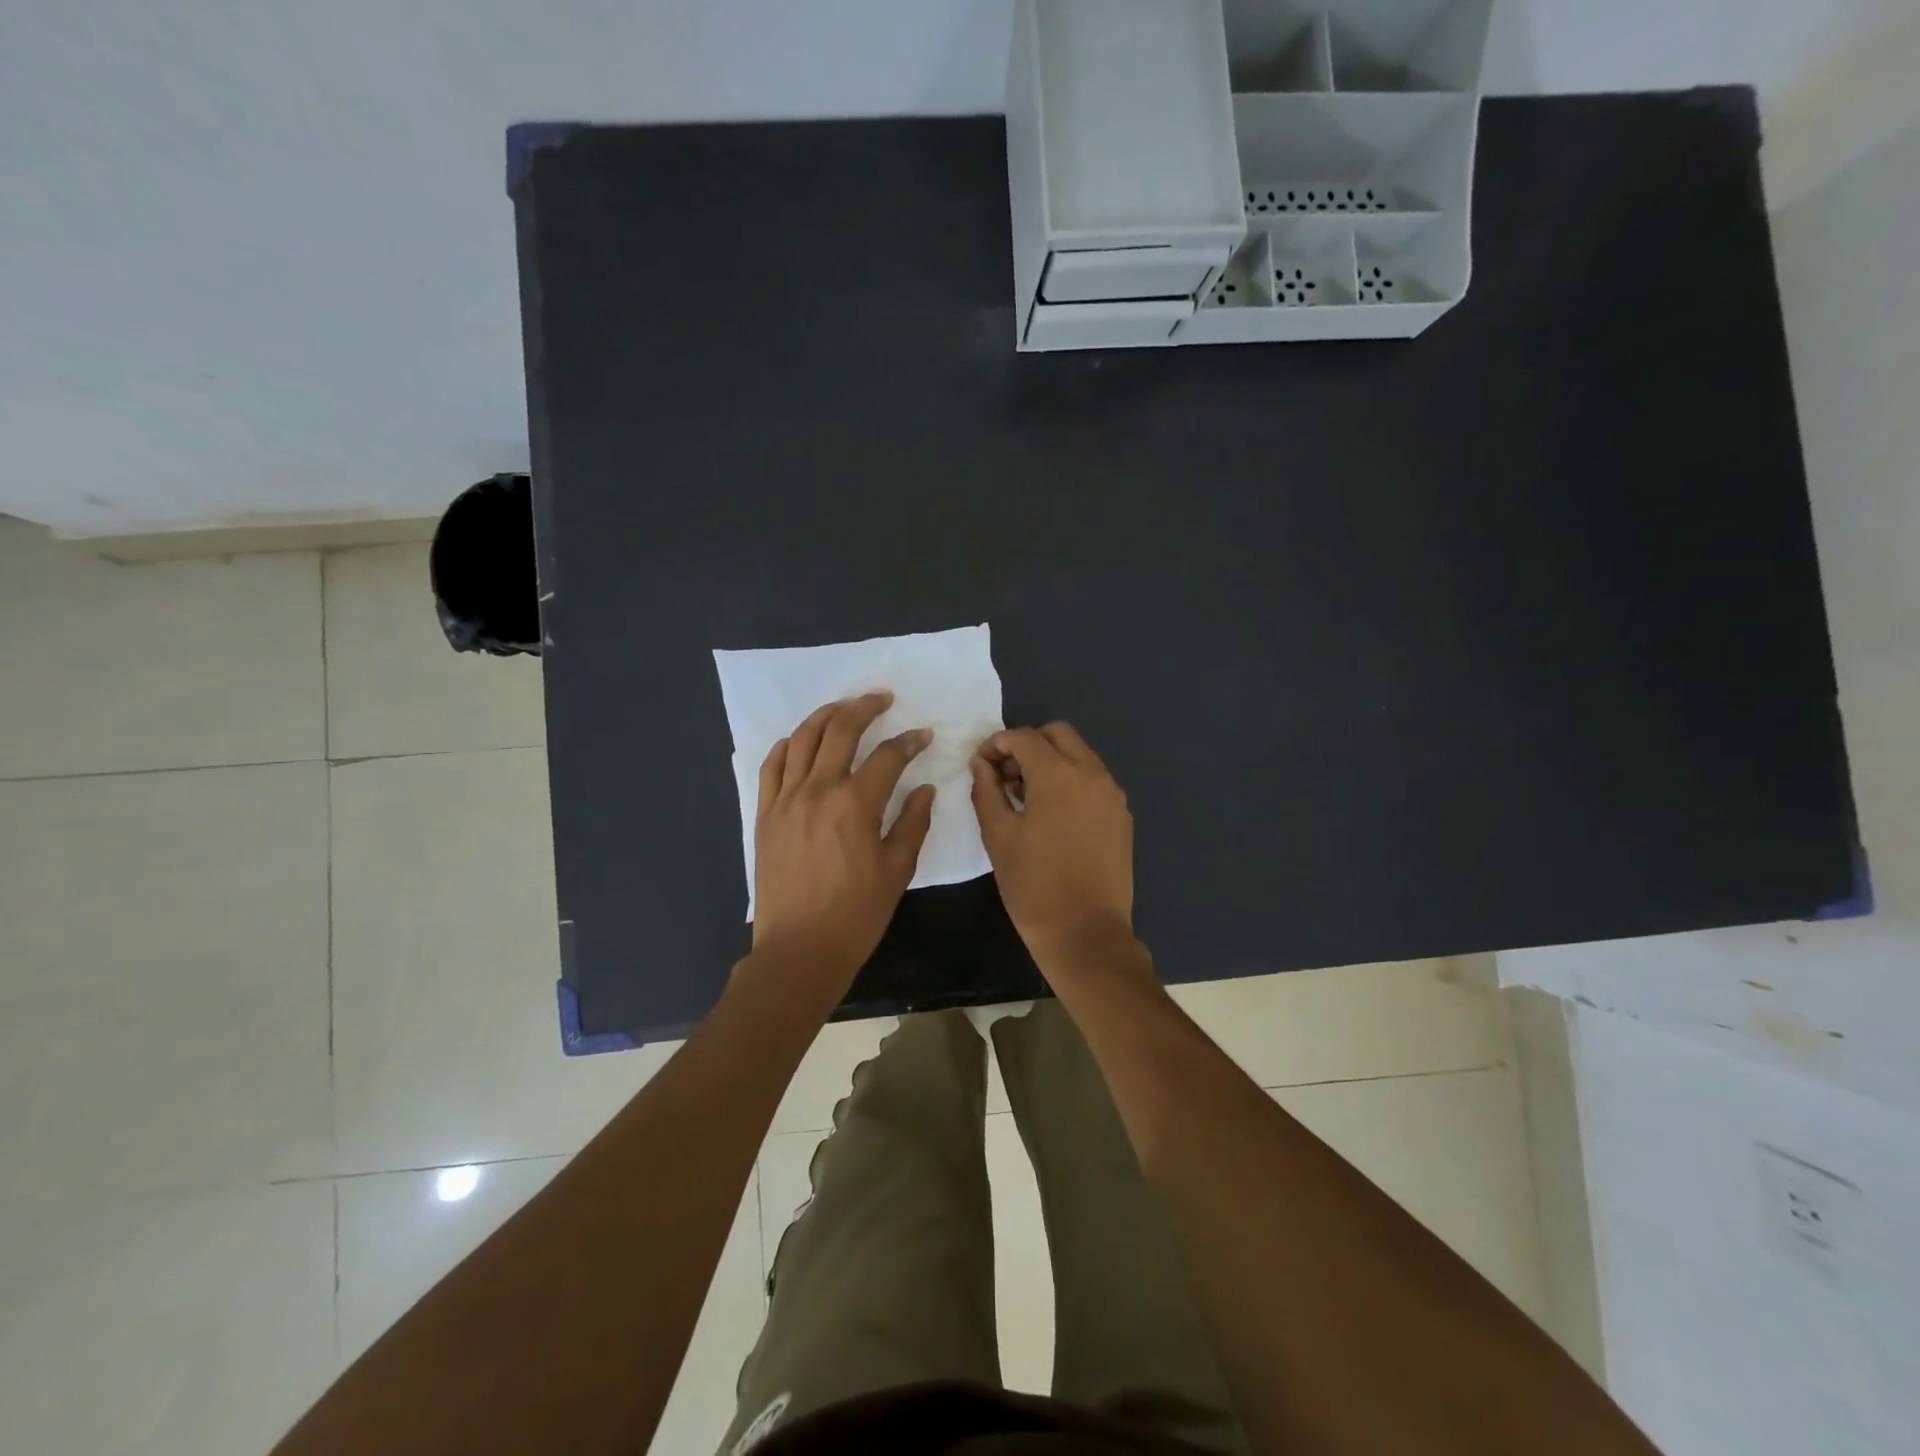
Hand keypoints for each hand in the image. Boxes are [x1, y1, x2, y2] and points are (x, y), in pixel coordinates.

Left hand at [749, 692, 934, 1003]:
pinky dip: (789, 745)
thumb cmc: (856, 915)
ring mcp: (786, 799)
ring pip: (804, 739)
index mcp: (856, 804)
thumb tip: (925, 788)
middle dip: (865, 707)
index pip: (888, 756)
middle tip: (882, 698)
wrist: (799, 949)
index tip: (923, 735)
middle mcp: (818, 790)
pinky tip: (802, 740)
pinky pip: (773, 766)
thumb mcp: (897, 870)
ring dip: (826, 715)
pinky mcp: (765, 814)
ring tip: (844, 708)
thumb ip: (912, 823)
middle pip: (841, 730)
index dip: (909, 741)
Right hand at [970, 722, 1141, 977]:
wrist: (1086, 934)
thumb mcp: (998, 836)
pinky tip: (1052, 814)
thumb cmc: (1033, 886)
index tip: (980, 765)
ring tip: (1026, 796)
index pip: (1024, 737)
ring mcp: (1112, 794)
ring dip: (1051, 761)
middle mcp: (1092, 774)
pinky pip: (1093, 779)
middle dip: (1028, 745)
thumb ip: (986, 791)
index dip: (996, 744)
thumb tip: (981, 764)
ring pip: (1079, 754)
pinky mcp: (1121, 815)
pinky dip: (1071, 780)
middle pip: (1058, 734)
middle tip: (1005, 775)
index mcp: (1059, 775)